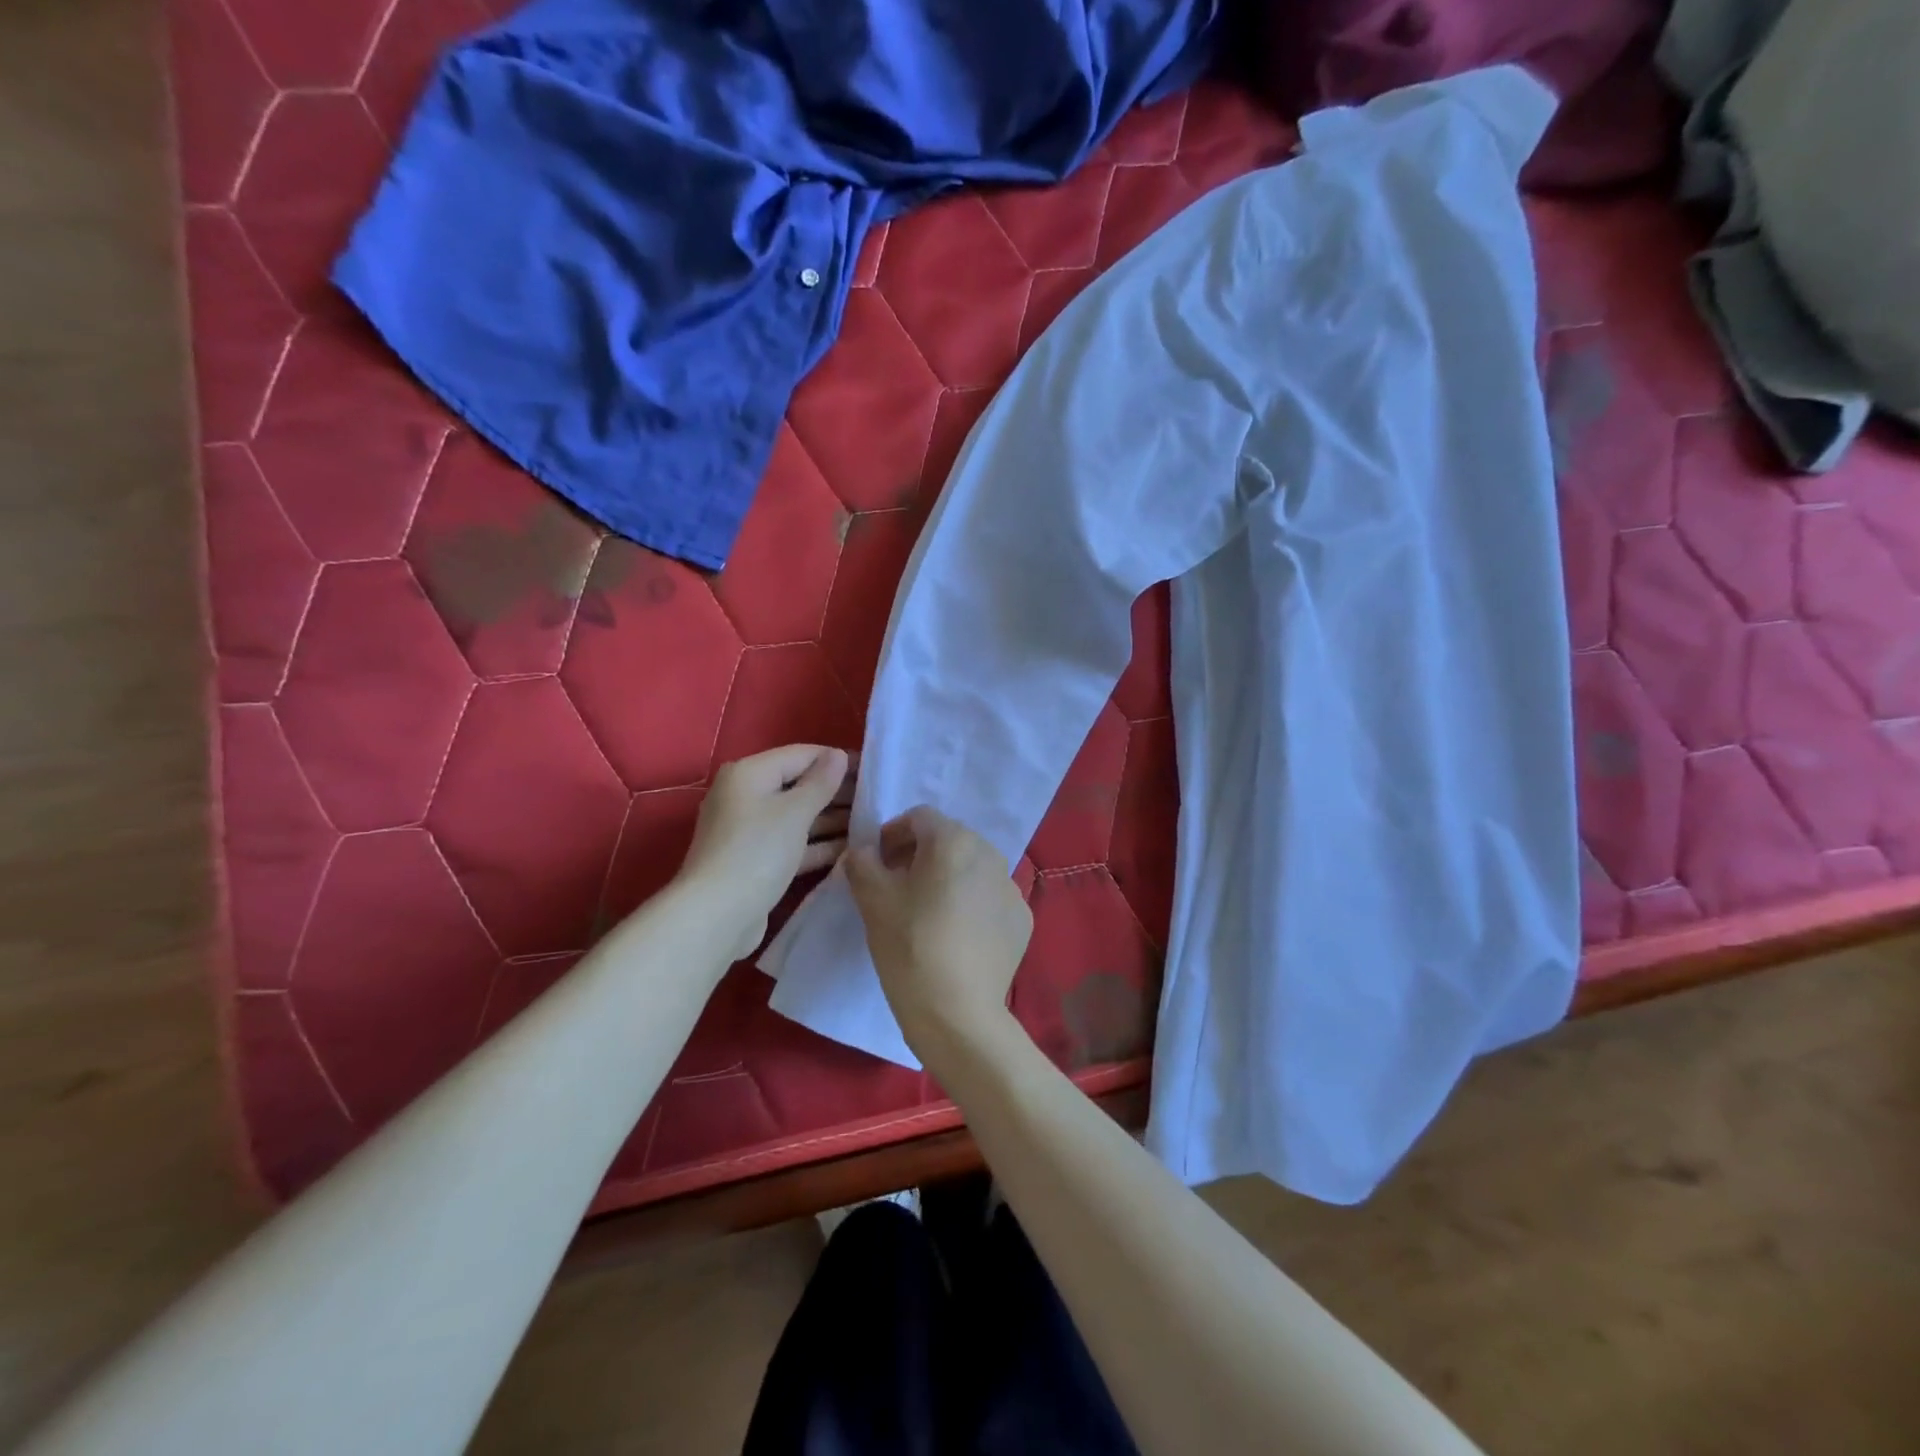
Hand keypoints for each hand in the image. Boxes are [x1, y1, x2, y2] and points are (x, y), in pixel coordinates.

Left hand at [679, 745, 852, 961]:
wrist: (717, 916)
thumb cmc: (757, 852)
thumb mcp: (795, 812)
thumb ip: (820, 782)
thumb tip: (837, 755)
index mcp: (749, 773)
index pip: (802, 754)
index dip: (838, 759)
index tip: (873, 769)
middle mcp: (746, 796)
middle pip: (799, 785)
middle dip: (837, 791)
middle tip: (877, 798)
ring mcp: (750, 830)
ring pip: (798, 816)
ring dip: (832, 819)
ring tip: (872, 821)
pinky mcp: (756, 860)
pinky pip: (793, 843)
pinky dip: (818, 844)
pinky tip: (851, 847)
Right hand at [844, 806, 1031, 1057]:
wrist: (958, 1013)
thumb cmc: (910, 946)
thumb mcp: (872, 901)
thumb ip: (863, 862)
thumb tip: (865, 851)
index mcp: (954, 840)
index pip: (919, 818)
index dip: (893, 834)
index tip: (877, 863)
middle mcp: (990, 854)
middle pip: (949, 840)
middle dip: (920, 855)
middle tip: (898, 886)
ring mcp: (1011, 887)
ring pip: (972, 869)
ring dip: (948, 878)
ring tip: (927, 913)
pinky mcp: (1022, 919)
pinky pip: (990, 898)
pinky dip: (971, 904)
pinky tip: (955, 936)